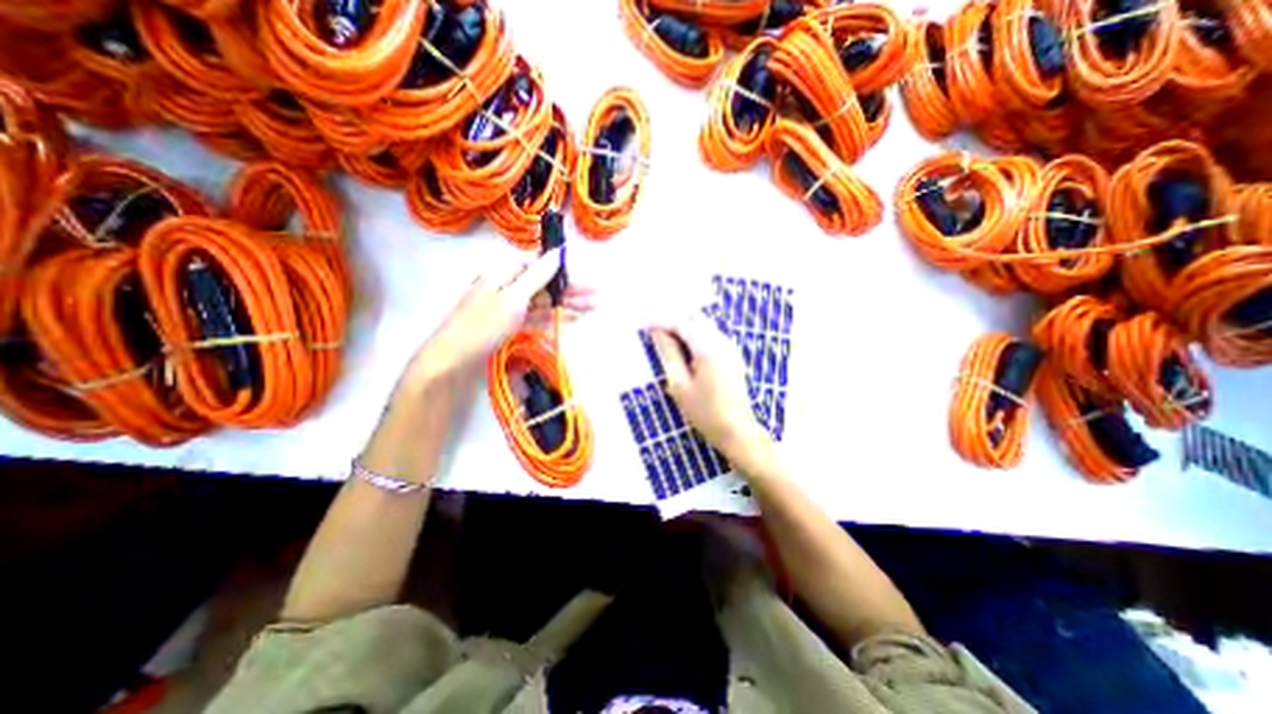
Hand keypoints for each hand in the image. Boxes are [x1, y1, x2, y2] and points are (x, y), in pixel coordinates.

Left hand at [407, 248, 596, 386]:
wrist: (455, 357)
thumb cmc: (484, 324)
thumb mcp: (514, 297)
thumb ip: (537, 275)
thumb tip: (557, 252)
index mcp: (505, 271)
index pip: (540, 265)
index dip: (564, 272)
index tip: (585, 280)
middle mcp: (508, 283)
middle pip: (545, 284)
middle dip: (570, 291)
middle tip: (595, 297)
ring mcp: (509, 304)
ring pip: (543, 300)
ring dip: (566, 304)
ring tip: (590, 308)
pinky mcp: (510, 321)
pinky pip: (536, 315)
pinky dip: (553, 317)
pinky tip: (570, 319)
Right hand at [650, 314, 769, 471]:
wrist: (737, 431)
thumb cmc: (705, 412)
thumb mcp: (679, 385)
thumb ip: (669, 355)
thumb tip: (657, 332)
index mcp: (708, 348)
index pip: (681, 323)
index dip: (660, 321)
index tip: (642, 324)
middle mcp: (722, 341)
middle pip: (693, 320)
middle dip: (671, 321)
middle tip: (651, 328)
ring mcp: (730, 348)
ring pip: (703, 327)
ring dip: (683, 328)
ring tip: (663, 337)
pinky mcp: (732, 356)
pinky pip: (710, 336)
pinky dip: (694, 336)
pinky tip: (682, 347)